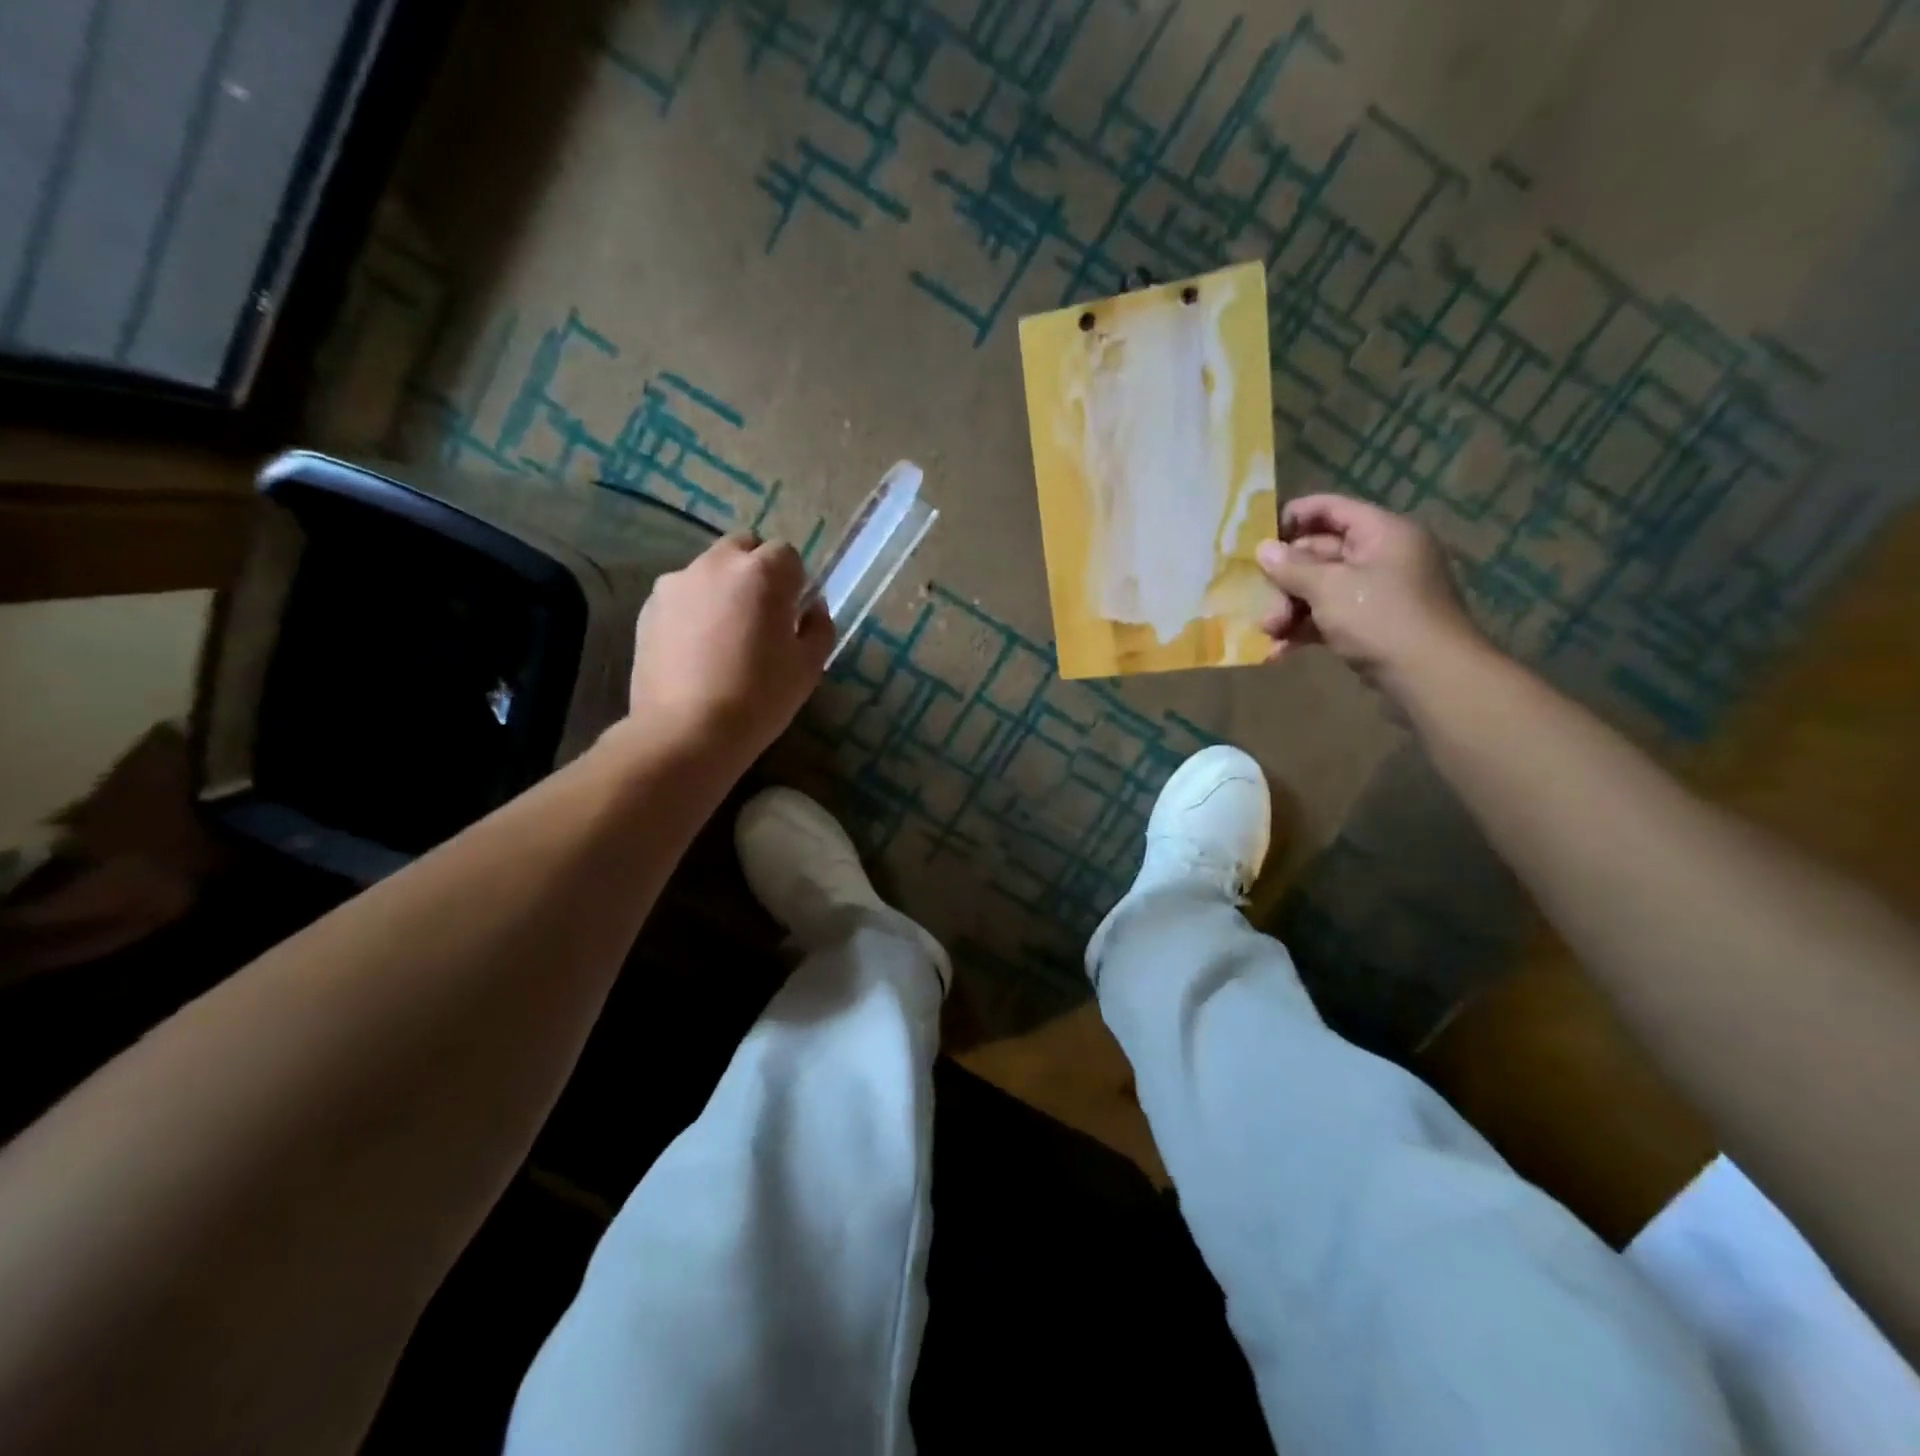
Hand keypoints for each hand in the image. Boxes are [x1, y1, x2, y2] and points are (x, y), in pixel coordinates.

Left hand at [624, 535, 832, 768]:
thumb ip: (819, 627)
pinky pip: (682, 595)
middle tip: (761, 616)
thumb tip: (810, 608)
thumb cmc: (759, 698)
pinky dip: (694, 609)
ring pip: (710, 570)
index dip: (794, 582)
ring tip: (725, 635)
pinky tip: (696, 650)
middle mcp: (716, 565)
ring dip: (723, 588)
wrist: (686, 732)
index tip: (792, 614)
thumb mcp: (808, 667)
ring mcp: (676, 583)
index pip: (787, 554)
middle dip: (757, 571)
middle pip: (744, 547)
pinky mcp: (648, 608)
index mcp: (761, 573)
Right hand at [1254, 494, 1482, 696]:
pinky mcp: (1372, 624)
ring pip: (1321, 589)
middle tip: (1258, 598)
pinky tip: (1279, 650)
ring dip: (1289, 608)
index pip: (1331, 508)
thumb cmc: (1380, 618)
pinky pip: (1330, 616)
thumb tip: (1263, 549)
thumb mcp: (1329, 588)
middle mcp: (1382, 556)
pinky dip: (1305, 629)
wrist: (1430, 677)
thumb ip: (1292, 567)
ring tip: (1268, 631)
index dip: (1293, 517)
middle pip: (1320, 553)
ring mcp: (1378, 592)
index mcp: (1382, 533)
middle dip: (1285, 578)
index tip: (1257, 537)